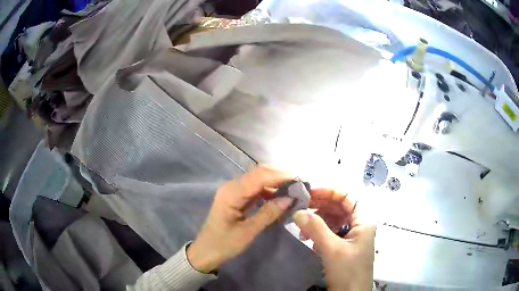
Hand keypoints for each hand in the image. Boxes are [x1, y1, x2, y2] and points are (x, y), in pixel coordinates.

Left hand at [187, 167, 294, 272]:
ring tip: (293, 189)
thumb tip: (289, 199)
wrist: (206, 251)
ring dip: (276, 182)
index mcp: (231, 193)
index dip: (280, 176)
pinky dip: (269, 190)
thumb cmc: (224, 244)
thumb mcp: (247, 232)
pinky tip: (280, 197)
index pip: (259, 176)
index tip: (300, 180)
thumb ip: (268, 213)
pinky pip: (255, 188)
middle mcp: (231, 186)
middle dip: (280, 176)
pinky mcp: (236, 197)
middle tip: (300, 184)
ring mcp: (233, 190)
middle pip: (259, 173)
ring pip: (258, 179)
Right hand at [293, 189, 375, 290]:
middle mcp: (359, 225)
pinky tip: (309, 239)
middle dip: (320, 207)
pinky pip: (331, 233)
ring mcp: (352, 237)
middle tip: (300, 209)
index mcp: (363, 221)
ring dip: (317, 221)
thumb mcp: (332, 249)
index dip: (329, 192)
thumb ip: (315, 228)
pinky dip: (319, 233)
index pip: (347, 197)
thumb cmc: (348, 271)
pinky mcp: (344, 247)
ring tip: (302, 230)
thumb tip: (297, 211)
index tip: (308, 194)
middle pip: (339, 208)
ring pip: (334, 220)